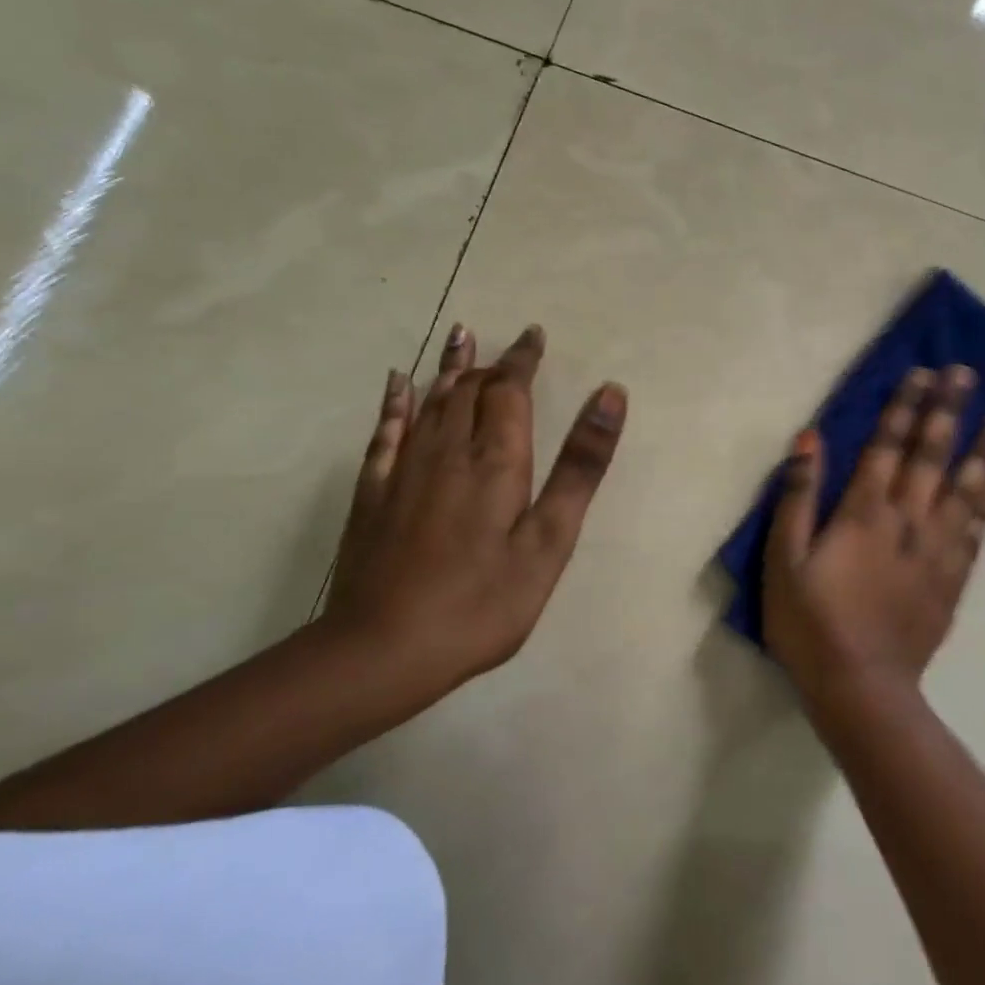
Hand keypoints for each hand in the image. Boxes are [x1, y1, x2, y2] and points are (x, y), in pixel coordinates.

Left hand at [323, 323, 627, 705]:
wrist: (383, 650)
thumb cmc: (482, 601)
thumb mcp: (550, 539)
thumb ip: (580, 465)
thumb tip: (610, 394)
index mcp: (495, 459)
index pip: (510, 390)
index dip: (523, 359)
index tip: (534, 335)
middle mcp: (448, 451)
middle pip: (470, 391)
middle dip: (492, 363)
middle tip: (507, 344)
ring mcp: (405, 470)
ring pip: (431, 402)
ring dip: (450, 367)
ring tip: (460, 335)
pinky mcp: (374, 494)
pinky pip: (386, 432)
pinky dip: (395, 403)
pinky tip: (398, 383)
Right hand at [763, 366, 984, 711]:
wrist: (860, 687)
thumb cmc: (810, 621)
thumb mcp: (782, 558)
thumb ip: (798, 496)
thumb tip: (810, 439)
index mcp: (864, 512)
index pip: (887, 446)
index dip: (904, 407)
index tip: (923, 373)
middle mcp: (907, 520)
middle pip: (931, 456)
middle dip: (948, 412)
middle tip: (966, 375)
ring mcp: (935, 551)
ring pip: (964, 491)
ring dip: (983, 452)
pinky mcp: (951, 580)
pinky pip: (975, 532)